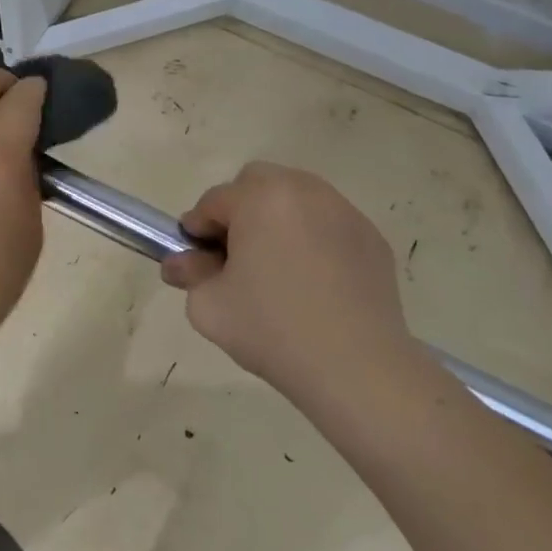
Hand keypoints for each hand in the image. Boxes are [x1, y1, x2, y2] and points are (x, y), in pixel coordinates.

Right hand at [161, 161, 419, 403]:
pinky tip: (313, 281)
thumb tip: (181, 262)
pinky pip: (327, 223)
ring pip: (295, 197)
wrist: (357, 368)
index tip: (197, 260)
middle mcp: (304, 190)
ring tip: (276, 267)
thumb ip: (189, 274)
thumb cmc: (273, 330)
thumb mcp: (209, 306)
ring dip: (276, 219)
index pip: (213, 201)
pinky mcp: (370, 237)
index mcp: (260, 198)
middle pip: (256, 183)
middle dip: (238, 210)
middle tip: (236, 255)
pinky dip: (312, 238)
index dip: (198, 229)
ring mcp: (343, 211)